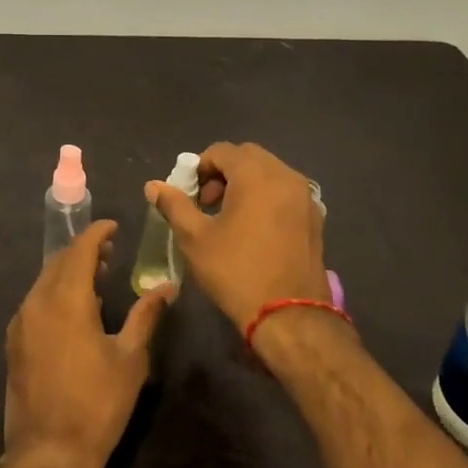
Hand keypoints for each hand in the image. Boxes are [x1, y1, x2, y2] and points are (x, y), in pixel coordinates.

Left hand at [3, 221, 169, 467]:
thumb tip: (168, 287)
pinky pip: (35, 301)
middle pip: (59, 261)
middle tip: (110, 252)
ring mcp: (21, 322)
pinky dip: (55, 291)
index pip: (80, 250)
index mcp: (67, 299)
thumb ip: (146, 316)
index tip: (114, 227)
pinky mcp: (14, 341)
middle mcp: (37, 301)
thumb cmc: (97, 404)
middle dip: (84, 250)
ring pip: (44, 280)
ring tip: (97, 278)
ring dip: (68, 271)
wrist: (49, 453)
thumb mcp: (130, 359)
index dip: (97, 233)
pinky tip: (74, 309)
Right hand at [145, 141, 332, 330]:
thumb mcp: (195, 238)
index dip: (199, 167)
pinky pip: (285, 192)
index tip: (190, 195)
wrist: (289, 316)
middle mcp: (285, 175)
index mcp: (256, 174)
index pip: (221, 151)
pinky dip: (266, 197)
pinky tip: (254, 230)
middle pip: (248, 157)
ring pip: (269, 173)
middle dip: (223, 173)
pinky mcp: (315, 217)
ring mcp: (305, 196)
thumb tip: (153, 185)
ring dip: (245, 184)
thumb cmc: (236, 272)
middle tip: (207, 203)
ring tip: (229, 218)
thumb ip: (174, 205)